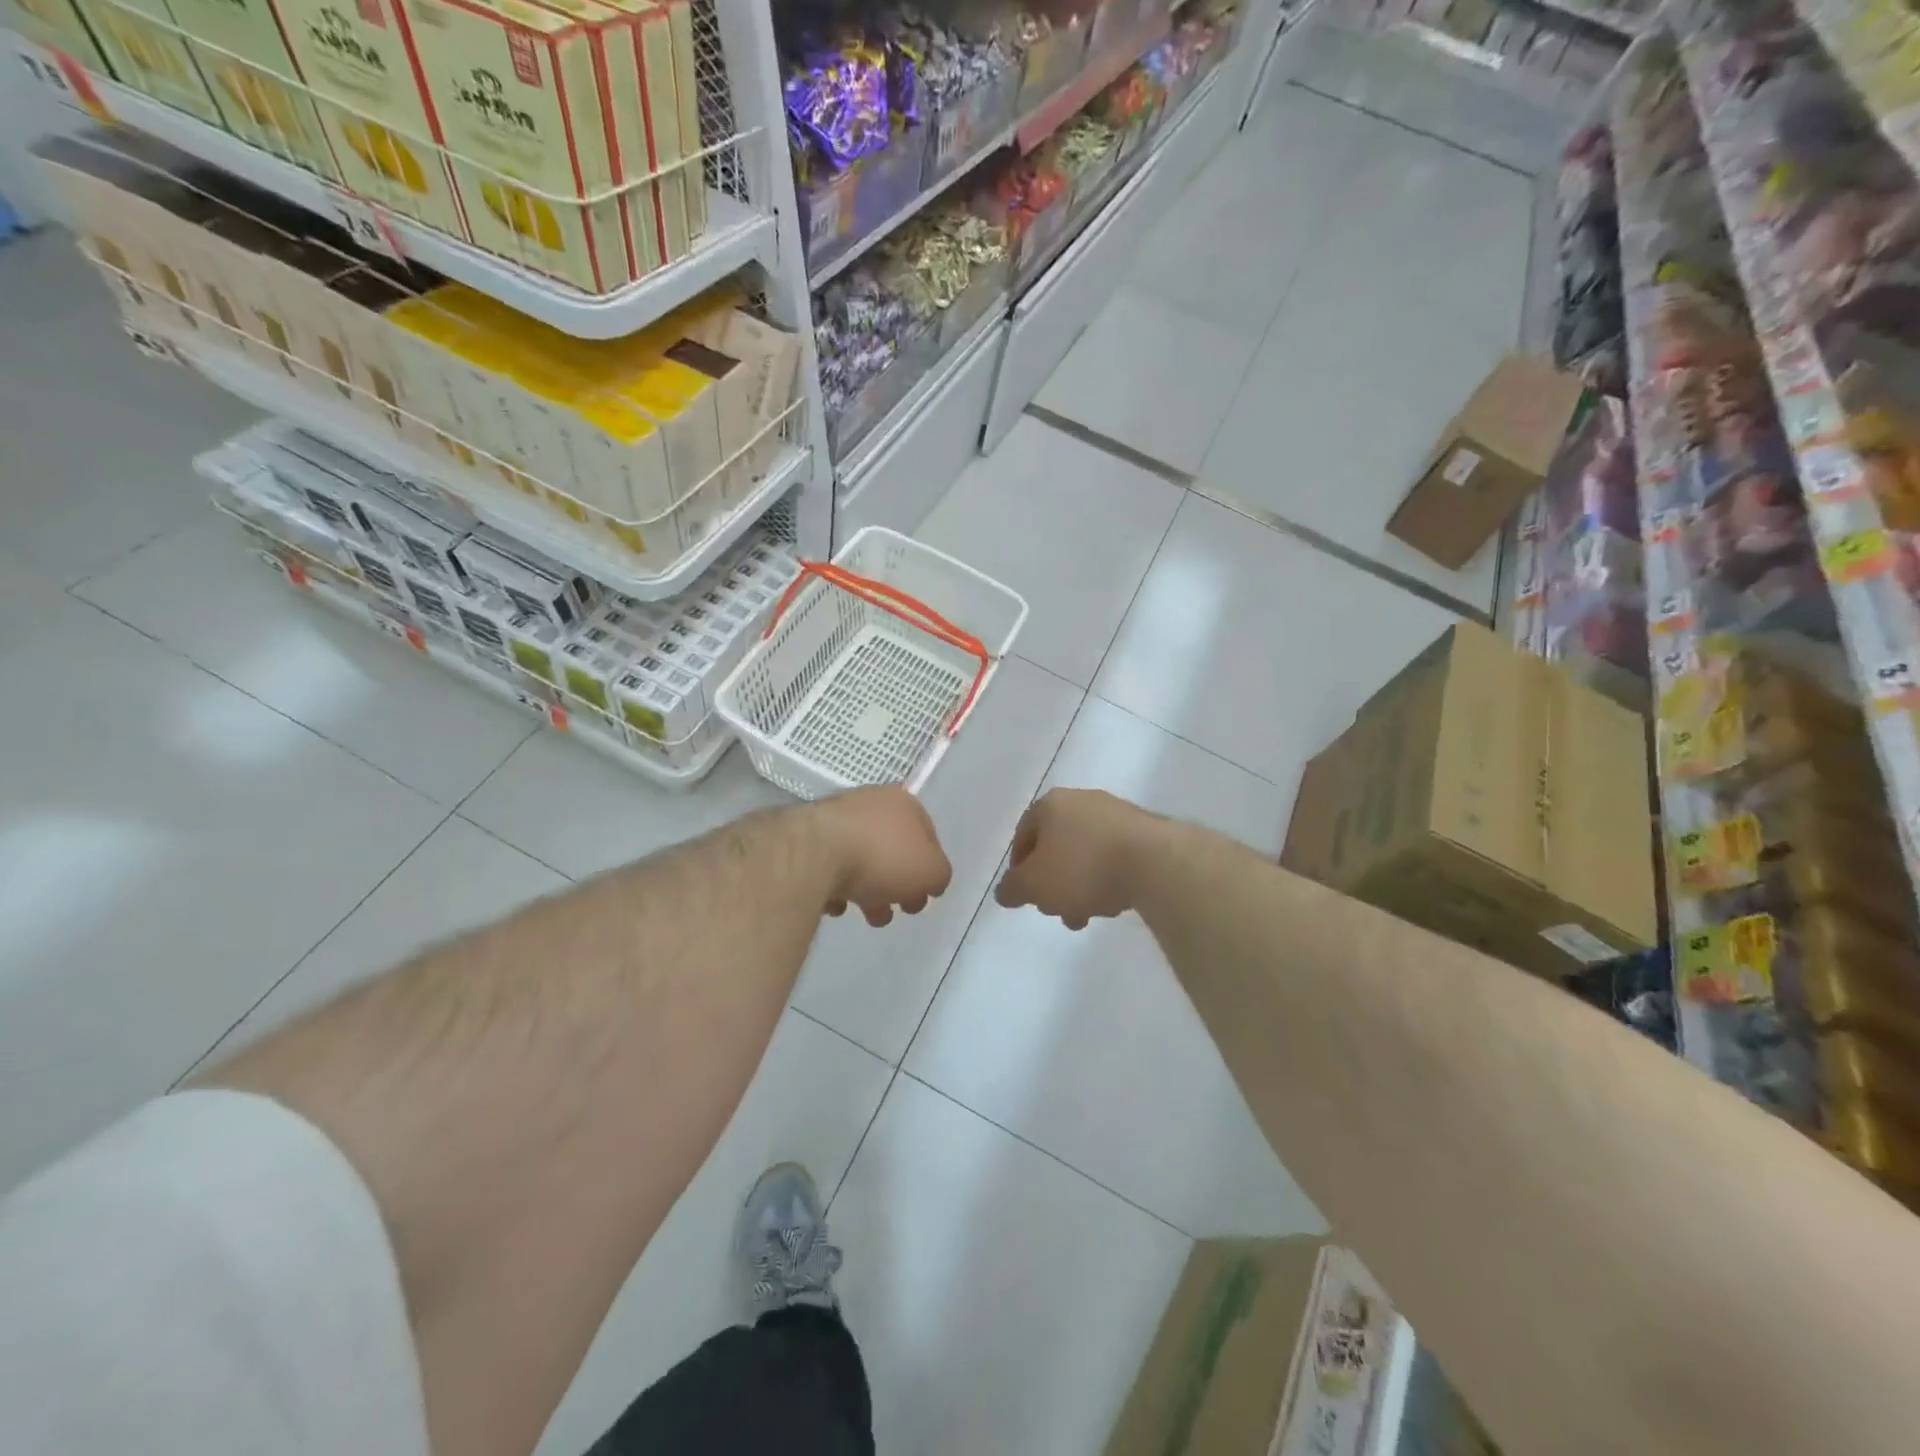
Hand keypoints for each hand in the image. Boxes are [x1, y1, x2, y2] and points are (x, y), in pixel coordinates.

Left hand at [817, 786, 951, 926]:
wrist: (816, 853)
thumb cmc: (884, 856)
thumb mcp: (931, 871)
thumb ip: (939, 876)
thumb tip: (931, 881)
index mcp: (903, 802)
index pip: (926, 835)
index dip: (929, 868)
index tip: (926, 896)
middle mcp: (869, 803)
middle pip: (892, 849)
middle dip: (898, 885)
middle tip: (898, 910)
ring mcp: (834, 820)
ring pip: (860, 860)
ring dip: (869, 891)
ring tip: (869, 917)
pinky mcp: (806, 840)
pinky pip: (828, 868)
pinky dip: (835, 887)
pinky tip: (837, 904)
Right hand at [994, 788, 1155, 929]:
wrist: (1156, 862)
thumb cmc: (1083, 868)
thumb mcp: (1034, 885)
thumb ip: (1012, 889)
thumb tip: (1004, 892)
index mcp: (1050, 804)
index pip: (1023, 835)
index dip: (1019, 868)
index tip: (1025, 895)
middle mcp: (1082, 800)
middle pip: (1056, 846)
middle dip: (1053, 883)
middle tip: (1057, 911)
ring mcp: (1117, 813)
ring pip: (1086, 854)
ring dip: (1081, 886)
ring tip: (1089, 916)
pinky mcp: (1146, 830)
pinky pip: (1115, 856)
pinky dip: (1109, 877)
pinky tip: (1115, 902)